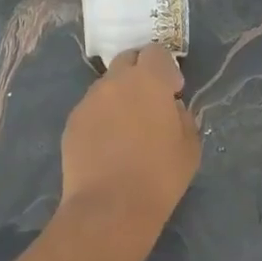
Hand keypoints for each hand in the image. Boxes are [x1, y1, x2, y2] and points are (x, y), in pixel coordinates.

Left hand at [58, 45, 200, 252]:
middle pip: (127, 60)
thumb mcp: (190, 146)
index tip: (172, 91)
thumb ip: (183, 117)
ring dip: (119, 95)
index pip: (156, 52)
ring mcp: (89, 101)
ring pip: (107, 85)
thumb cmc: (159, 176)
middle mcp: (115, 82)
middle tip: (149, 102)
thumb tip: (171, 108)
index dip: (166, 68)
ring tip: (126, 128)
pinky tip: (108, 145)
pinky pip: (91, 108)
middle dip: (140, 73)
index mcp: (148, 80)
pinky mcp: (72, 122)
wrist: (110, 208)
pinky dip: (102, 117)